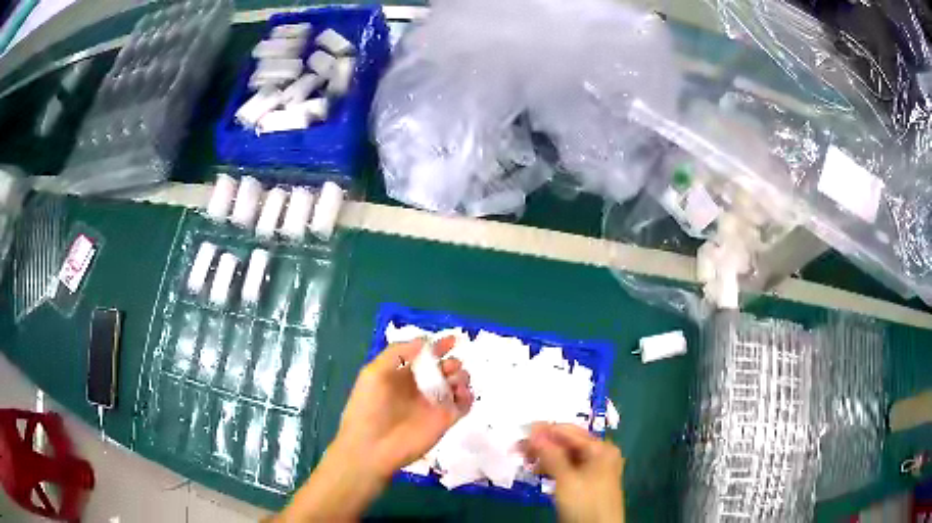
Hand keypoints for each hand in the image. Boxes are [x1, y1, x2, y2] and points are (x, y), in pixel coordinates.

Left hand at [276, 337, 471, 521]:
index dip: (438, 346)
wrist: (372, 447)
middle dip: (451, 362)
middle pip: (444, 368)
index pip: (425, 356)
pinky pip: (464, 405)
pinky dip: (468, 396)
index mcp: (402, 374)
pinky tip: (462, 394)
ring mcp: (434, 404)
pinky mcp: (445, 420)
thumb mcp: (374, 373)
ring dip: (461, 377)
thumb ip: (398, 352)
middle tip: (449, 368)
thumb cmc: (368, 407)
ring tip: (454, 381)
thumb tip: (426, 341)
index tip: (451, 340)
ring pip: (457, 384)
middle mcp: (420, 387)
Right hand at [522, 423, 624, 522]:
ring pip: (567, 455)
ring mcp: (596, 468)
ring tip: (525, 462)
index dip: (543, 431)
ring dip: (546, 457)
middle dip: (543, 445)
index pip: (568, 431)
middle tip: (518, 450)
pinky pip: (569, 466)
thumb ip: (551, 455)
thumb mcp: (566, 480)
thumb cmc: (585, 504)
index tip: (519, 434)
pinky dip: (554, 467)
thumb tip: (534, 432)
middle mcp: (601, 453)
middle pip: (568, 442)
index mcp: (601, 448)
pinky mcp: (589, 481)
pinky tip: (539, 471)